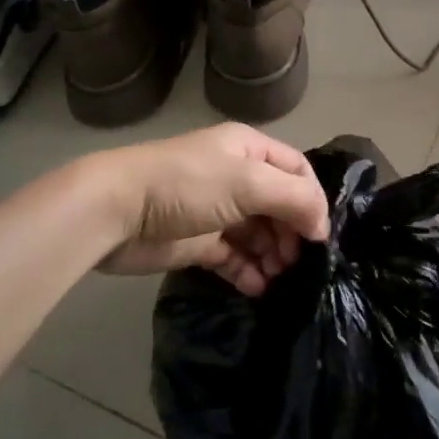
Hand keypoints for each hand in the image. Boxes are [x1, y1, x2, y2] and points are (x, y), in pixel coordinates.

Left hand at [91, 123, 330, 294]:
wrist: (117, 210)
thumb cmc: (188, 185)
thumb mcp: (249, 182)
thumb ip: (294, 199)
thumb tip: (320, 226)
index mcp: (248, 150)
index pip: (296, 170)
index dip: (312, 200)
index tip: (318, 236)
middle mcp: (235, 176)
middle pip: (279, 205)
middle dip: (292, 232)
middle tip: (297, 263)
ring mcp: (216, 211)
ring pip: (258, 234)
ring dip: (273, 255)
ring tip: (279, 277)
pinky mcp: (197, 242)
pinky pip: (233, 257)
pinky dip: (248, 272)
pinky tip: (257, 287)